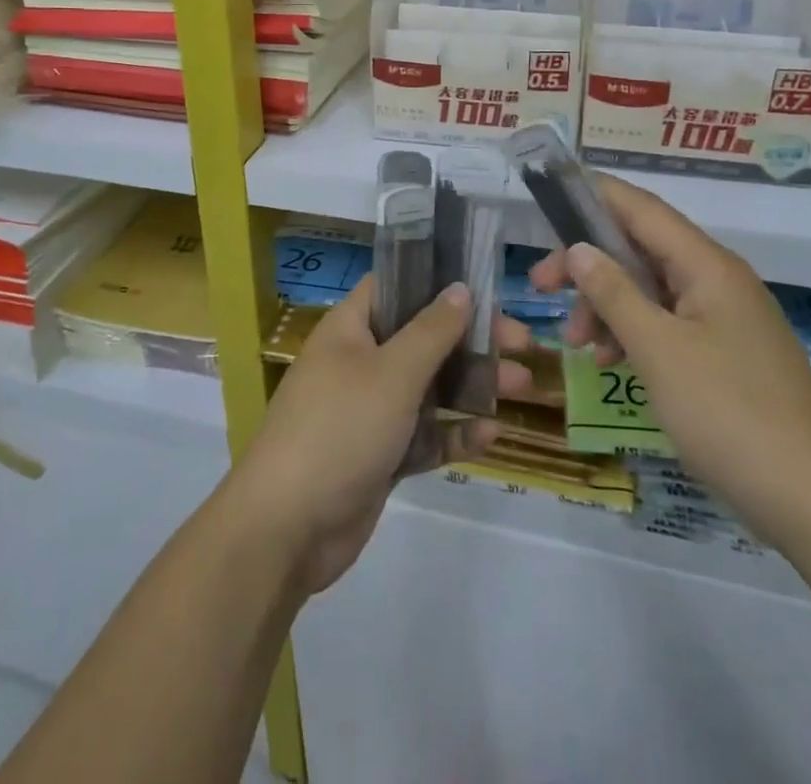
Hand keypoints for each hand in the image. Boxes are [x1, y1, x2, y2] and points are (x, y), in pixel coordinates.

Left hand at [227, 276, 536, 593]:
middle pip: (423, 338)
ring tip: (521, 387)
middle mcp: (360, 362)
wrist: (287, 528)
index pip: (395, 287)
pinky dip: (453, 432)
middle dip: (471, 339)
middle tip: (522, 343)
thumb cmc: (340, 428)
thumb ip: (431, 331)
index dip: (437, 282)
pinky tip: (490, 435)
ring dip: (472, 386)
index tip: (485, 287)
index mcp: (350, 329)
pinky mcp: (379, 456)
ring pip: (429, 388)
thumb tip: (460, 288)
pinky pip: (423, 435)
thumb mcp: (392, 373)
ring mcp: (369, 411)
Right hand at [531, 175, 810, 544]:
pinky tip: (611, 362)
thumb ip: (614, 293)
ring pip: (651, 291)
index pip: (642, 209)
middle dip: (588, 265)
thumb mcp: (658, 349)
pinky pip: (668, 325)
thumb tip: (579, 249)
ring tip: (577, 343)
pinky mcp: (727, 355)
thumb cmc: (729, 413)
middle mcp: (717, 281)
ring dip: (607, 306)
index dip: (595, 195)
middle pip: (640, 250)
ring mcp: (725, 320)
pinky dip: (634, 334)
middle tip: (539, 286)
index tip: (549, 196)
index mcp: (707, 265)